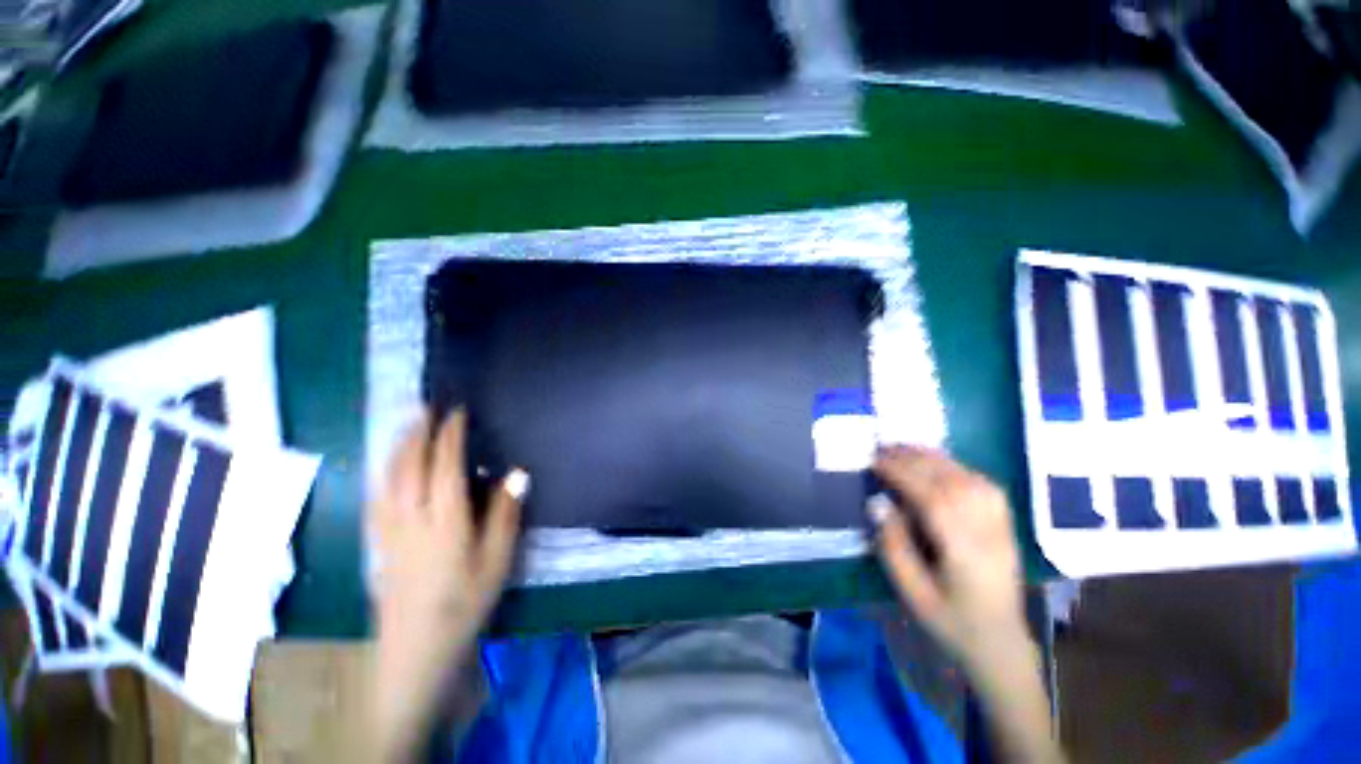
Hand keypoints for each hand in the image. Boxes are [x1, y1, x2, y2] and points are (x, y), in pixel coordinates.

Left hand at [370, 408, 528, 760]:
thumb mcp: (497, 561)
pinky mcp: (378, 545)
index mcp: (445, 523)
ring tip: (405, 426)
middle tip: (425, 407)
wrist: (416, 652)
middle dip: (417, 433)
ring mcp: (389, 532)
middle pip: (409, 467)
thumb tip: (517, 472)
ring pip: (387, 480)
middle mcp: (412, 520)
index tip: (457, 412)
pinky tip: (384, 468)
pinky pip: (376, 499)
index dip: (451, 437)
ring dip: (396, 448)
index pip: (446, 467)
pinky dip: (381, 474)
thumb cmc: (465, 605)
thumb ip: (506, 514)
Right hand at [868, 446, 1025, 667]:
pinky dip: (956, 466)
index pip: (932, 499)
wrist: (1000, 643)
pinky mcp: (1005, 523)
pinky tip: (937, 463)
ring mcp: (1001, 525)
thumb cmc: (950, 621)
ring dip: (934, 458)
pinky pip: (983, 483)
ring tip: (904, 448)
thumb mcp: (912, 593)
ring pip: (968, 477)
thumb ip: (893, 546)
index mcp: (964, 552)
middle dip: (914, 460)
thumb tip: (877, 502)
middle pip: (951, 482)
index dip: (901, 475)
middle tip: (883, 448)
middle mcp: (987, 531)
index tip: (875, 461)